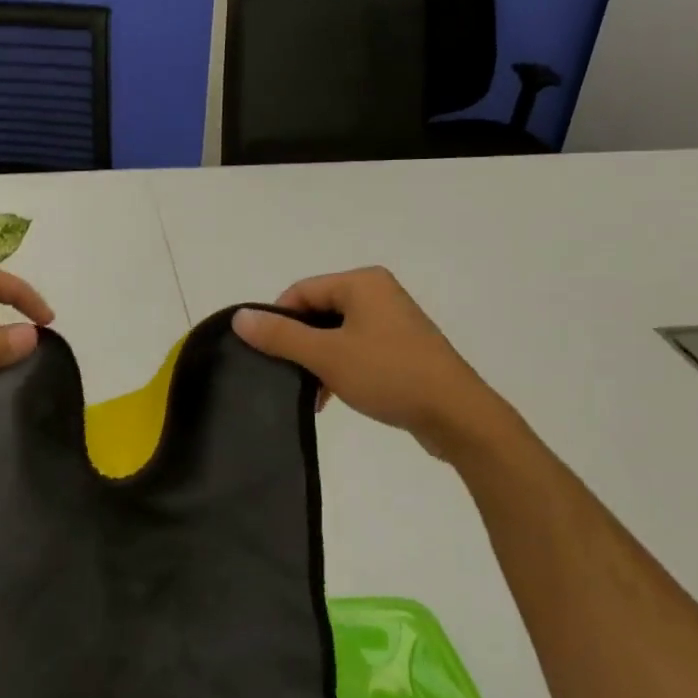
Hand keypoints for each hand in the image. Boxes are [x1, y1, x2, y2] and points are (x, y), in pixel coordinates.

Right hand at [232, 266, 518, 461]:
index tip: (267, 353)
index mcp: (362, 283)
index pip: (301, 291)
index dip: (278, 320)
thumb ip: (281, 335)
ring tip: (310, 394)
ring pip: (336, 333)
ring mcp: (393, 321)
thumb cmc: (389, 374)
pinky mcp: (402, 348)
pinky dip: (340, 368)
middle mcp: (378, 293)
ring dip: (318, 361)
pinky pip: (357, 349)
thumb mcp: (327, 355)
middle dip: (299, 344)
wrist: (457, 415)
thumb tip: (240, 316)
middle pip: (318, 311)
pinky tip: (331, 397)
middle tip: (285, 375)